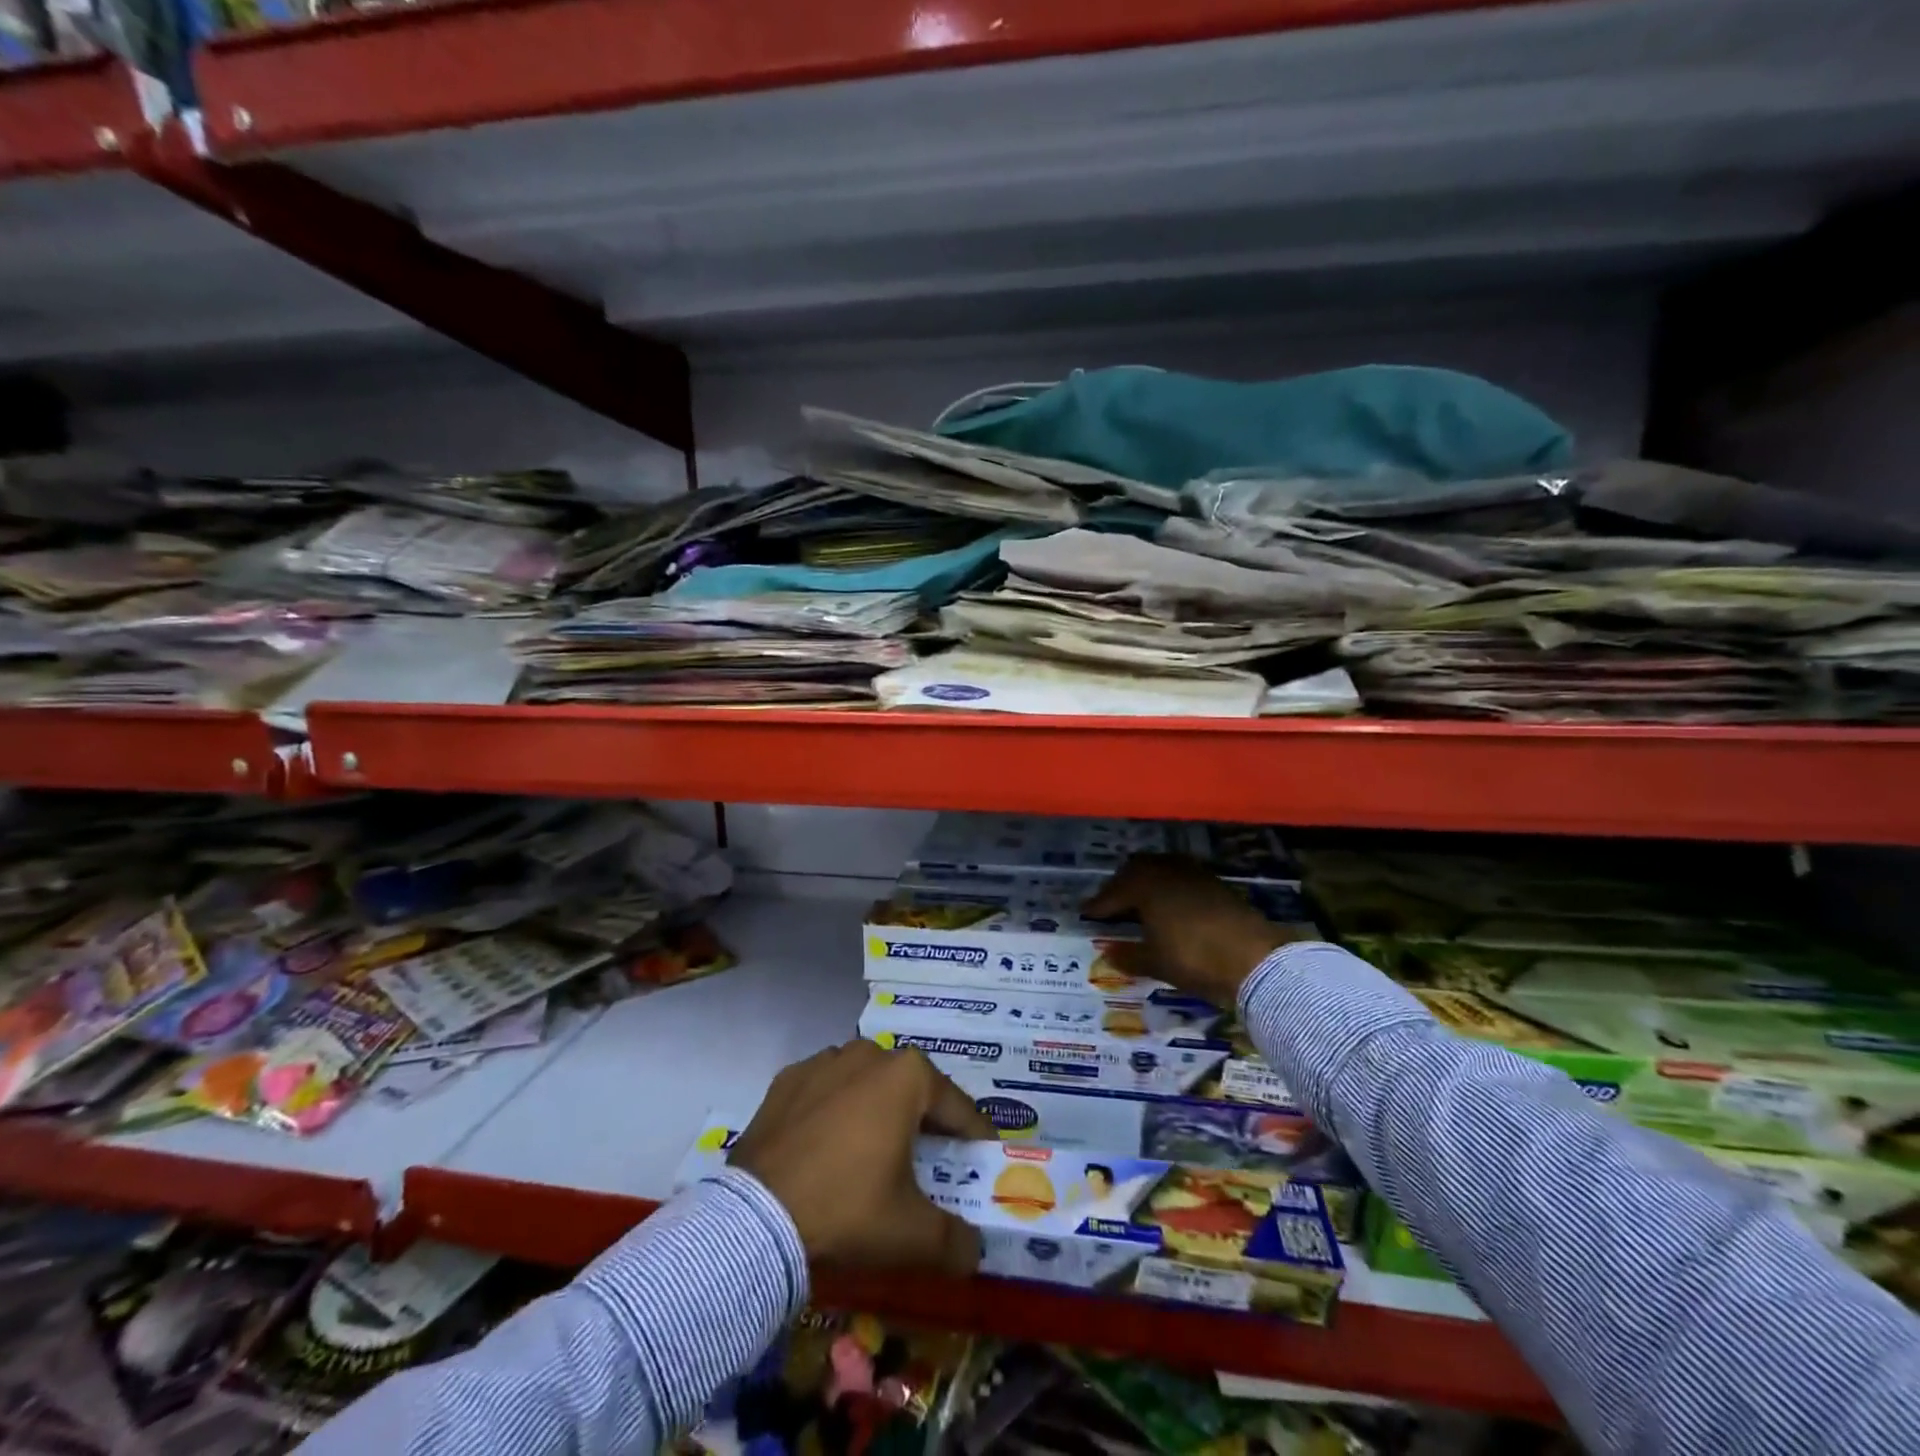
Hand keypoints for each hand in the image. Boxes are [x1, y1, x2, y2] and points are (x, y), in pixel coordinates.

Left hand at [729, 1039, 993, 1275]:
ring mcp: (823, 1062)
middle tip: (931, 1159)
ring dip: (877, 1111)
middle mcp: (869, 1054)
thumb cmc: (848, 1209)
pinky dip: (834, 1112)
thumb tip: (974, 1251)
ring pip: (866, 1084)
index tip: (984, 1158)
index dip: (975, 1136)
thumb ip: (956, 1241)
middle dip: (925, 1121)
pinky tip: (828, 1147)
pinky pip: (825, 1091)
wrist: (757, 1218)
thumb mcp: (913, 1235)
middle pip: (911, 1089)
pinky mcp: (786, 1080)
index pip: (957, 1107)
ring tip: (876, 1152)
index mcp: (908, 1076)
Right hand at [1083, 854, 1299, 1006]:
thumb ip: (1128, 956)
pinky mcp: (1216, 884)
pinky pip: (1182, 878)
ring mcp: (1194, 874)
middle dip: (1121, 887)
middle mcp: (1167, 871)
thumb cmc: (1194, 959)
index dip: (1098, 905)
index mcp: (1145, 885)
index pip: (1112, 893)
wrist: (1255, 959)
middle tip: (1111, 906)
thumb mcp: (1156, 962)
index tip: (1086, 914)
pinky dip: (1169, 889)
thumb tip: (1107, 952)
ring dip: (1147, 884)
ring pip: (1161, 870)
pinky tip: (1171, 907)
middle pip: (1136, 871)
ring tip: (1140, 904)